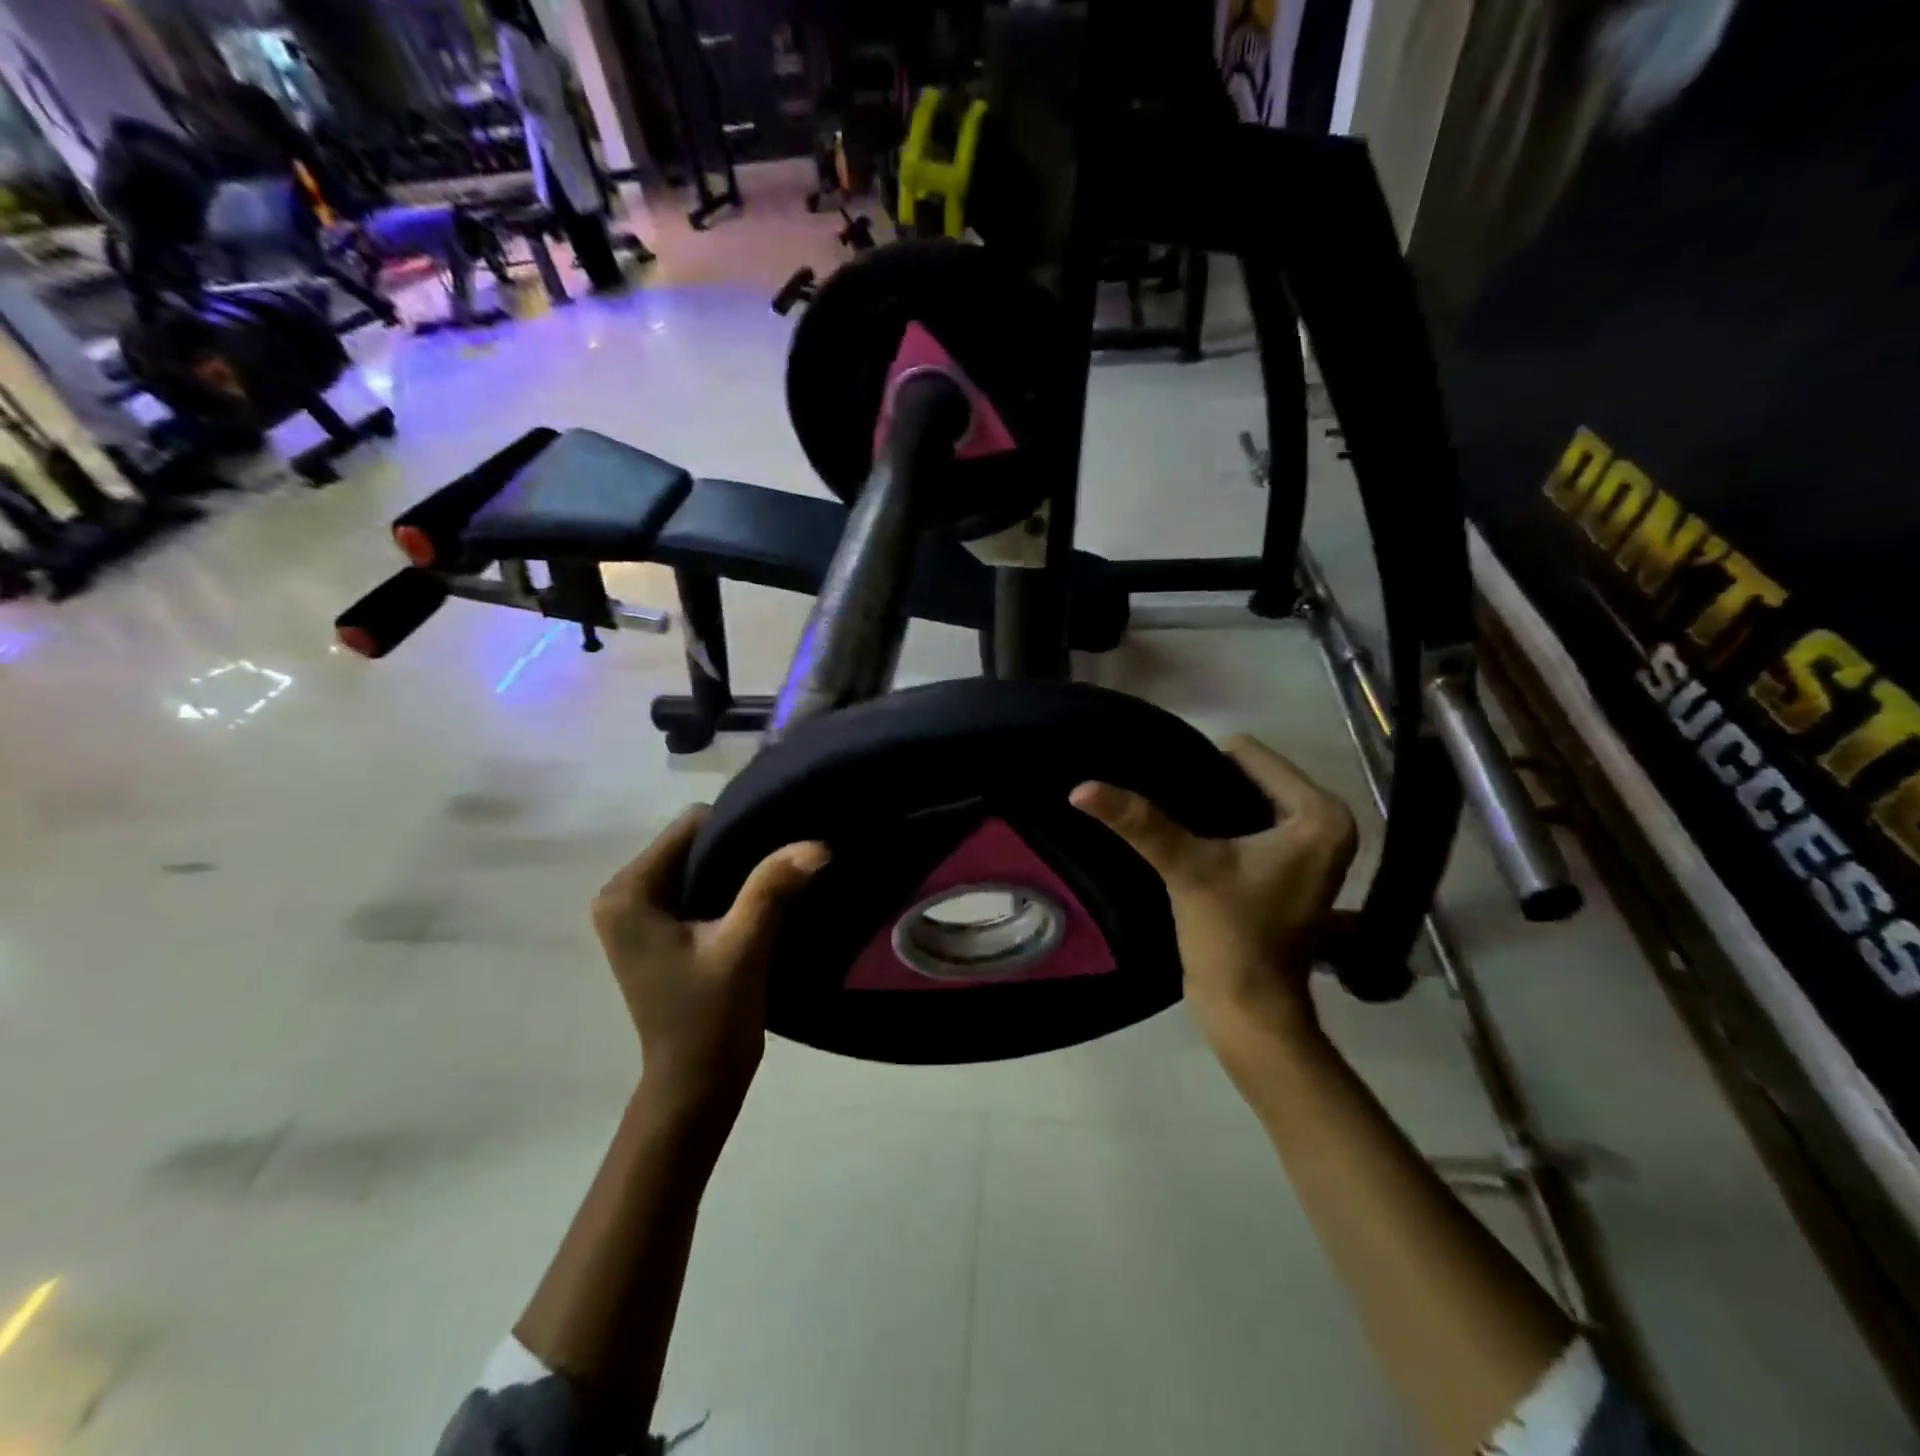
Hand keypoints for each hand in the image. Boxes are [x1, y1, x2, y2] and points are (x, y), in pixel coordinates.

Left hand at [592, 807, 829, 1122]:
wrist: (697, 1086)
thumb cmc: (710, 1019)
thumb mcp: (743, 947)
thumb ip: (772, 888)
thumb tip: (817, 843)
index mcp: (627, 893)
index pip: (691, 826)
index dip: (739, 830)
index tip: (779, 848)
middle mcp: (622, 895)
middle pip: (693, 842)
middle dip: (739, 849)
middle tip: (783, 866)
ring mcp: (638, 915)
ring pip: (698, 863)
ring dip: (737, 871)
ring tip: (776, 883)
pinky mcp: (657, 931)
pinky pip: (697, 886)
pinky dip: (729, 890)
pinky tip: (760, 902)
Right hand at [1070, 735, 1357, 1072]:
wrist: (1250, 1012)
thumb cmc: (1231, 936)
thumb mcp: (1186, 868)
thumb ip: (1139, 822)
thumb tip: (1079, 788)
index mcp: (1321, 815)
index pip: (1251, 755)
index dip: (1202, 762)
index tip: (1163, 781)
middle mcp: (1327, 824)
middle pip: (1251, 777)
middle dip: (1206, 783)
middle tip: (1159, 795)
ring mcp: (1311, 848)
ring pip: (1248, 801)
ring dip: (1209, 806)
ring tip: (1167, 812)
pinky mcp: (1291, 869)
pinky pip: (1251, 825)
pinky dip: (1220, 827)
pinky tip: (1186, 836)